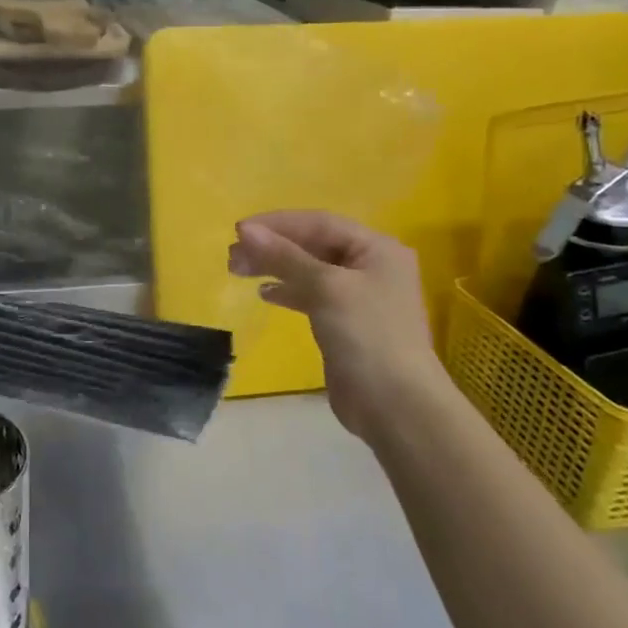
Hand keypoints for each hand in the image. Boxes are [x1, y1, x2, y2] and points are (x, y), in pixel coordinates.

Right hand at [229, 211, 449, 444]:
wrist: (395, 404)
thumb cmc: (367, 335)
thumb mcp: (325, 287)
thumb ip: (285, 256)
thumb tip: (245, 230)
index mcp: (377, 249)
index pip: (320, 223)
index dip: (277, 223)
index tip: (238, 231)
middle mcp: (370, 267)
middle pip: (313, 245)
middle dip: (272, 247)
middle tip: (233, 256)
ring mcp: (359, 297)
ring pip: (308, 270)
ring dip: (274, 267)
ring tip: (238, 270)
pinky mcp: (345, 323)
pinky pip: (311, 295)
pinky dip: (287, 291)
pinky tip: (264, 294)